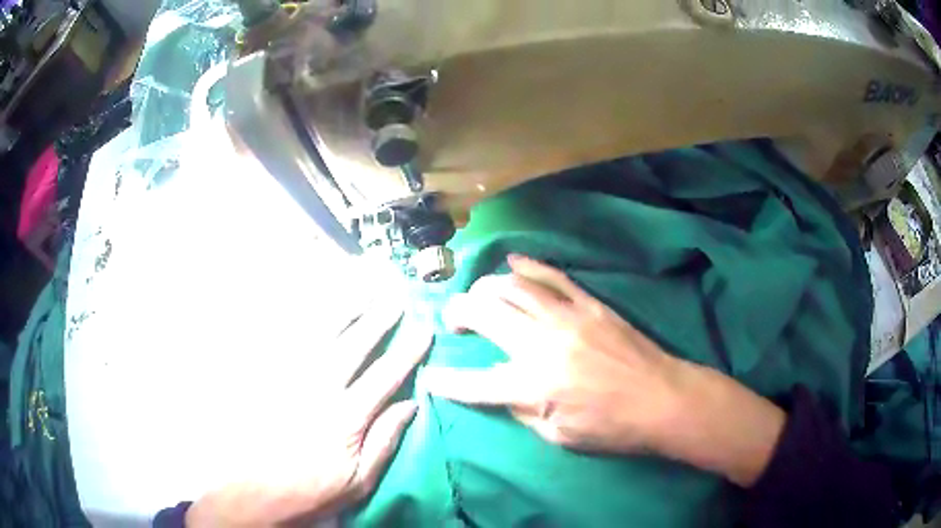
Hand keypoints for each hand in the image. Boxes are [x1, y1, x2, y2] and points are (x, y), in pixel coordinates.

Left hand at [186, 299, 430, 526]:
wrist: (253, 492)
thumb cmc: (310, 491)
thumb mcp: (358, 482)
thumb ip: (385, 441)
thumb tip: (412, 404)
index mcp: (346, 418)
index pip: (385, 376)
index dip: (407, 351)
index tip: (424, 330)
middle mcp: (318, 389)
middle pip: (354, 345)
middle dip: (378, 318)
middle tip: (396, 296)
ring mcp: (288, 377)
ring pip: (321, 332)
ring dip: (345, 307)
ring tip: (363, 287)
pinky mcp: (267, 374)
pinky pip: (287, 336)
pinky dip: (305, 314)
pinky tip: (317, 301)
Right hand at [422, 255, 784, 486]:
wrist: (663, 399)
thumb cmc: (612, 428)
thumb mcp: (559, 436)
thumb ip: (523, 411)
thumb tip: (503, 389)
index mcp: (533, 386)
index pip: (473, 383)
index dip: (445, 381)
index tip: (430, 377)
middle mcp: (542, 345)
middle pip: (485, 315)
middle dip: (457, 313)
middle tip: (452, 319)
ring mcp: (567, 318)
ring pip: (514, 287)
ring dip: (487, 287)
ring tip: (478, 295)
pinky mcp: (590, 305)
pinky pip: (553, 277)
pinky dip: (528, 266)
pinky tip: (512, 262)